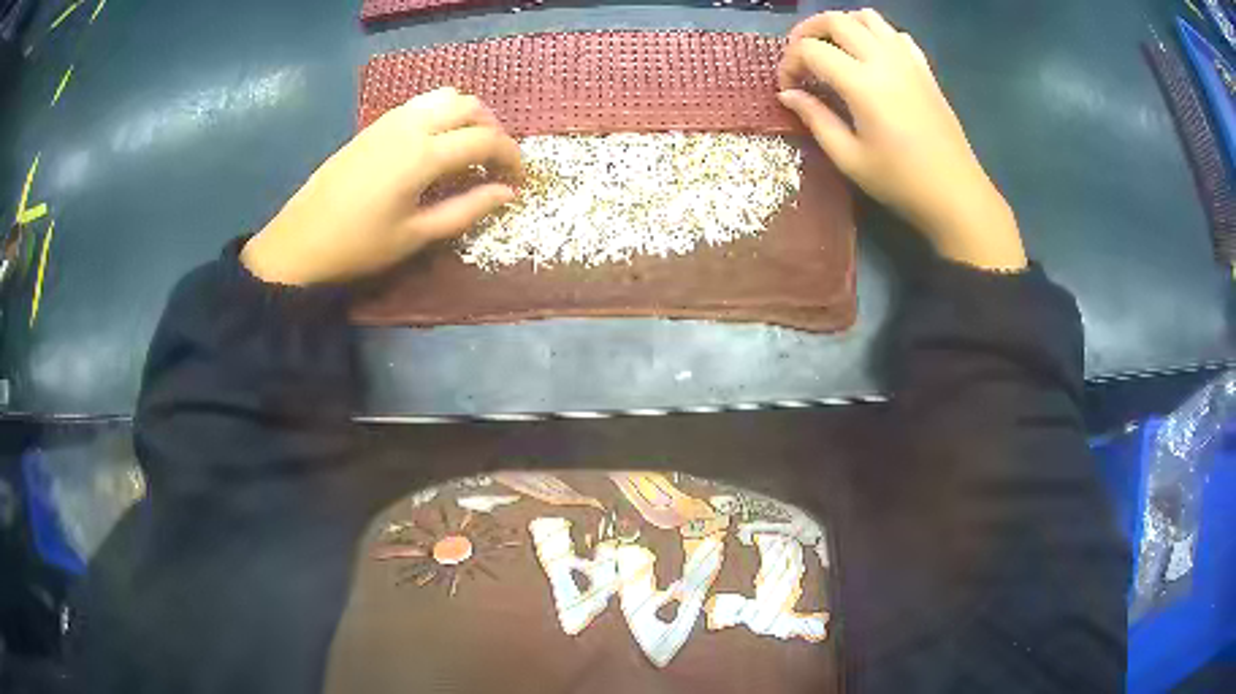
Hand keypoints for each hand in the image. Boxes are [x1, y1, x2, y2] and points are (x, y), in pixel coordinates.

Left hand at [241, 87, 523, 285]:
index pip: (485, 139)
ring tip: (469, 149)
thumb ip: (467, 209)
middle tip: (496, 164)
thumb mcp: (416, 236)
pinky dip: (442, 114)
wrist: (299, 241)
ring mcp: (390, 119)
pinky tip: (436, 144)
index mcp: (424, 154)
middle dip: (494, 130)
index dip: (511, 157)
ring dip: (468, 117)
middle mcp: (411, 124)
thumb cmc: (358, 246)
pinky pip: (421, 103)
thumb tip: (507, 194)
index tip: (520, 181)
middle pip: (470, 107)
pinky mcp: (374, 124)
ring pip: (445, 97)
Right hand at [778, 10, 1026, 270]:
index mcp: (862, 83)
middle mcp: (884, 60)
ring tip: (832, 50)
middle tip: (800, 58)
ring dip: (842, 25)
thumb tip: (788, 95)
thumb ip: (816, 119)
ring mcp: (908, 60)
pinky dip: (875, 35)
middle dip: (807, 32)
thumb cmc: (901, 182)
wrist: (956, 194)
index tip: (788, 89)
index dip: (790, 63)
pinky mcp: (924, 69)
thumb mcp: (849, 158)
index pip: (811, 50)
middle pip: (835, 20)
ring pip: (867, 17)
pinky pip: (895, 34)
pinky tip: (871, 59)